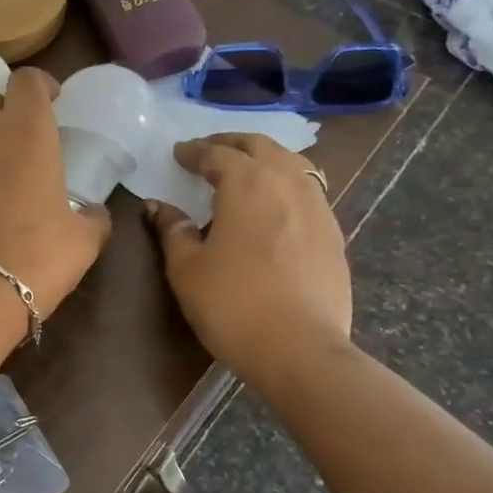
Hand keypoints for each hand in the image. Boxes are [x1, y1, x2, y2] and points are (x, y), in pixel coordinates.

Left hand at [0, 67, 112, 326]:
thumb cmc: (37, 256)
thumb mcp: (83, 240)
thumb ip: (93, 218)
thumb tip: (95, 215)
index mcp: (27, 132)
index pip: (27, 81)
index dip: (41, 85)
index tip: (53, 101)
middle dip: (7, 110)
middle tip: (26, 140)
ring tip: (3, 177)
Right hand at [147, 133, 351, 383]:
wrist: (300, 349)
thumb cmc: (232, 304)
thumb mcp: (187, 269)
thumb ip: (173, 231)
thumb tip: (158, 207)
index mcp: (246, 183)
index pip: (217, 153)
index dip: (194, 151)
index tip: (178, 153)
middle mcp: (286, 182)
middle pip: (260, 146)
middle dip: (232, 143)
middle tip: (210, 151)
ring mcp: (317, 206)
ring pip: (292, 163)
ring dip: (265, 157)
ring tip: (247, 169)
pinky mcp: (334, 233)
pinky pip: (309, 190)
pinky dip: (287, 183)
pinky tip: (278, 204)